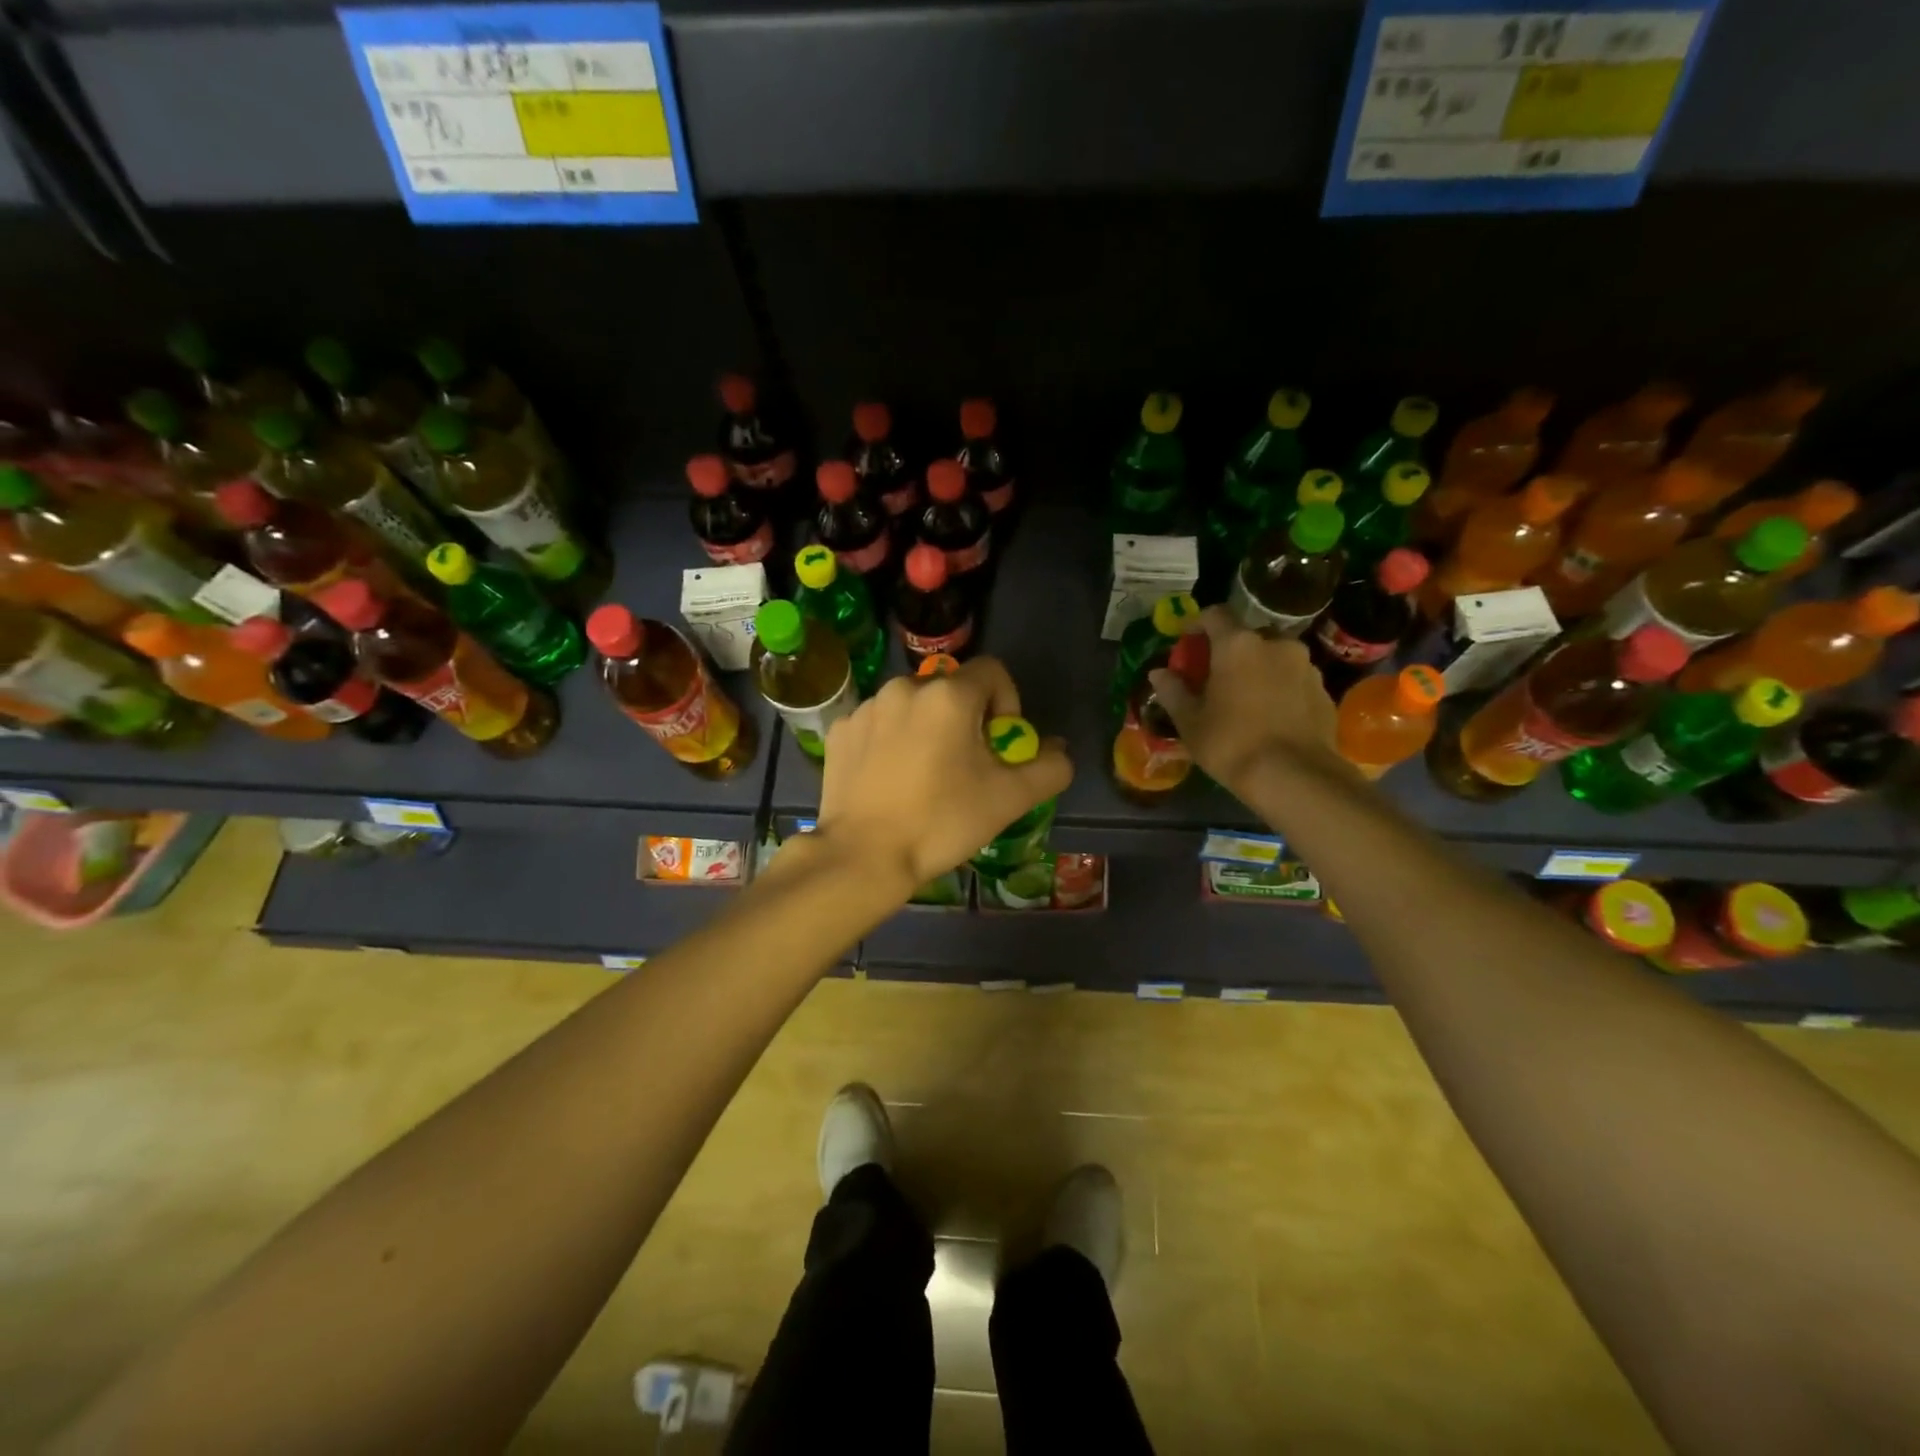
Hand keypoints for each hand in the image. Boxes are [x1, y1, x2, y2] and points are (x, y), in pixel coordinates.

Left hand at [815, 657, 1072, 893]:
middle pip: (951, 690)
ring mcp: (867, 707)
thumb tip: (1058, 750)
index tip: (998, 745)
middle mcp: (905, 687)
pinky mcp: (840, 731)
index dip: (1007, 704)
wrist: (863, 856)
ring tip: (924, 776)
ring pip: (912, 706)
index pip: (993, 672)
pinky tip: (889, 780)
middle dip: (966, 720)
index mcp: (949, 694)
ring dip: (926, 729)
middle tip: (964, 767)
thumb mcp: (1009, 799)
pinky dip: (890, 742)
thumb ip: (1048, 768)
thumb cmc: (941, 822)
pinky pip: (878, 724)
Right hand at [1148, 605, 1351, 802]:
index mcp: (1238, 645)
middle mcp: (1276, 644)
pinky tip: (1271, 718)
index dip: (1198, 624)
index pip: (1215, 614)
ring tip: (1246, 701)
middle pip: (1248, 636)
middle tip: (1217, 678)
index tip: (1188, 642)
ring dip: (1259, 670)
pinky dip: (1281, 690)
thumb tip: (1159, 673)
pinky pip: (1295, 680)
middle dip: (1231, 651)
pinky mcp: (1324, 691)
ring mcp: (1306, 666)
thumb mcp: (1190, 721)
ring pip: (1275, 658)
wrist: (1294, 777)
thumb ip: (1173, 691)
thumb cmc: (1231, 743)